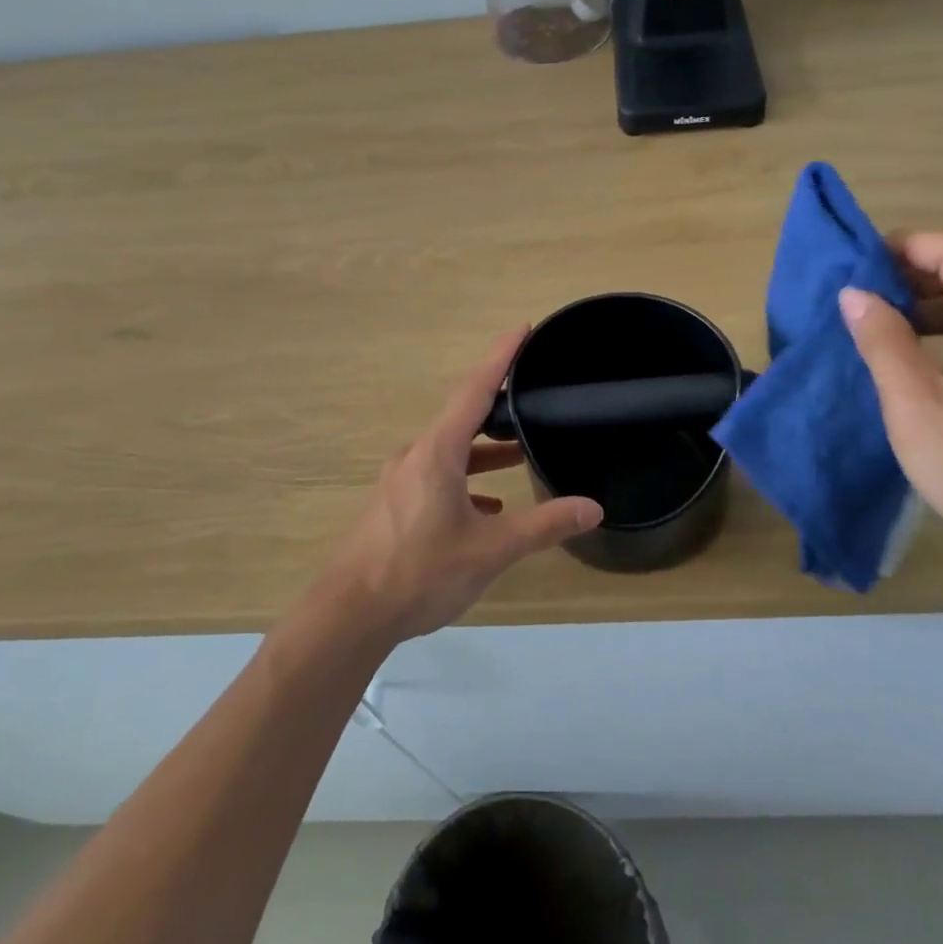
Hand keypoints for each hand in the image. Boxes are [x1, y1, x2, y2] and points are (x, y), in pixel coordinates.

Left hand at [331, 328, 602, 641]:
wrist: (350, 614)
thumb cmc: (421, 572)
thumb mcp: (490, 549)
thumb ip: (543, 525)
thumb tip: (592, 508)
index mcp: (438, 452)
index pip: (475, 389)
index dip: (501, 357)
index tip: (523, 329)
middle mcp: (416, 456)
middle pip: (462, 415)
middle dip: (498, 402)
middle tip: (530, 391)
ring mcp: (401, 481)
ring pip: (450, 450)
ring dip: (484, 449)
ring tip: (519, 454)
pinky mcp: (395, 505)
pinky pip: (437, 477)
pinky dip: (466, 480)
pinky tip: (487, 507)